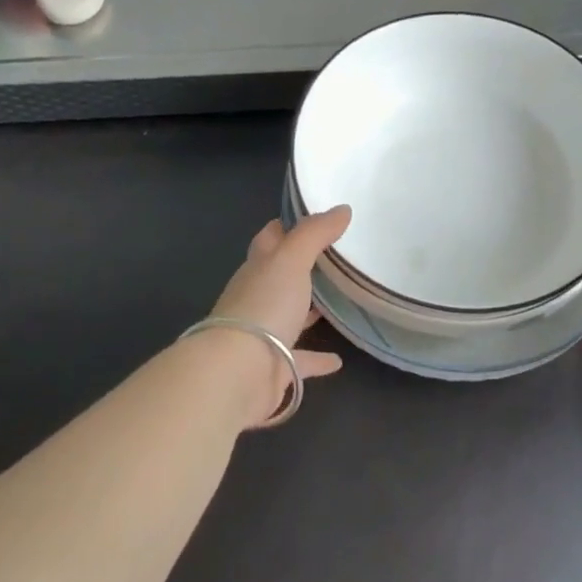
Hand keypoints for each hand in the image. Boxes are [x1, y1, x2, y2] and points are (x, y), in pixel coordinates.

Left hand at [207, 206, 351, 423]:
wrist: (239, 372)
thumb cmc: (264, 306)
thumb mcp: (291, 259)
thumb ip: (315, 233)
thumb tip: (342, 209)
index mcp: (258, 268)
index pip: (270, 239)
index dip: (287, 226)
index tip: (313, 218)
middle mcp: (258, 298)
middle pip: (279, 277)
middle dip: (301, 268)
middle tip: (335, 260)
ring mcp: (264, 334)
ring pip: (289, 317)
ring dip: (308, 311)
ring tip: (338, 303)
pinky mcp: (274, 367)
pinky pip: (300, 360)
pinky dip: (317, 359)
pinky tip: (338, 360)